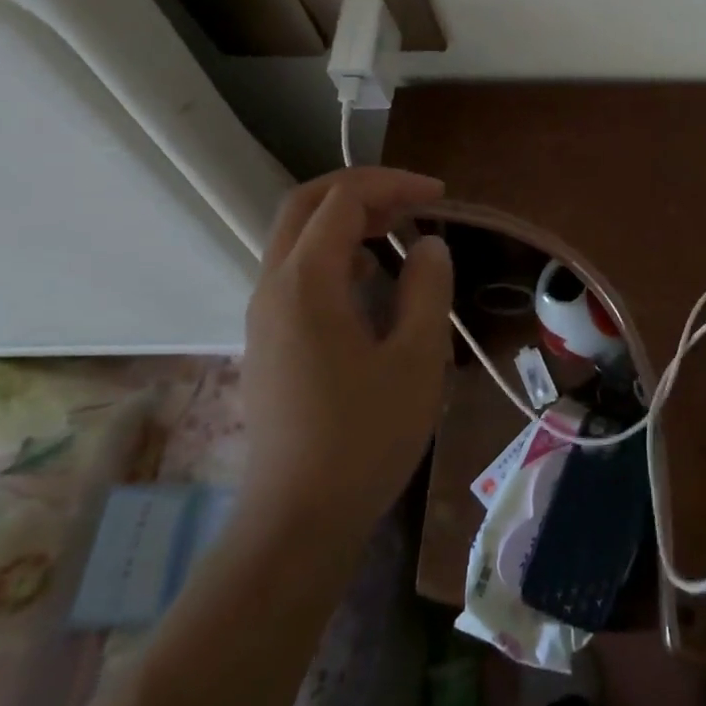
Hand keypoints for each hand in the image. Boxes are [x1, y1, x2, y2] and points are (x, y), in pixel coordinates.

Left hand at [239, 167, 453, 545]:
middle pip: (305, 205)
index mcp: (306, 282)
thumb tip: (428, 244)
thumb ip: (426, 287)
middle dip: (362, 190)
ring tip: (400, 232)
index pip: (342, 200)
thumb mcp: (416, 357)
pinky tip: (373, 281)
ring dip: (347, 220)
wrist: (298, 521)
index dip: (393, 185)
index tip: (440, 196)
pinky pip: (297, 272)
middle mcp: (273, 287)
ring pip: (297, 238)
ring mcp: (264, 315)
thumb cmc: (365, 436)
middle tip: (414, 201)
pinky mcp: (269, 340)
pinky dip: (336, 254)